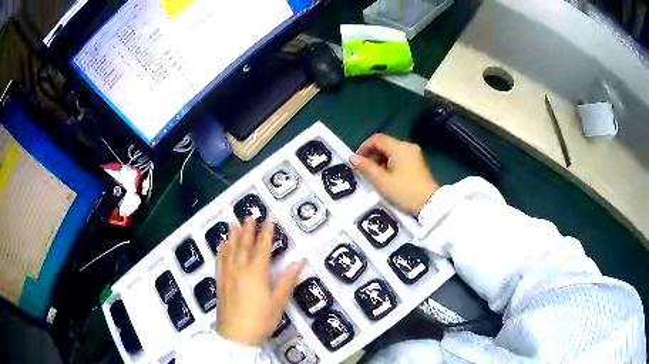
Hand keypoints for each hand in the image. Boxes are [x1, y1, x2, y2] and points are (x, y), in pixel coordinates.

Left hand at [216, 218, 303, 346]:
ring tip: (234, 223)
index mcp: (256, 273)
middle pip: (244, 245)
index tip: (269, 221)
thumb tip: (299, 262)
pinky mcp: (220, 282)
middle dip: (248, 230)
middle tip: (250, 216)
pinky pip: (219, 261)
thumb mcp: (278, 302)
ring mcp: (227, 275)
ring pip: (230, 250)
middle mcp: (240, 269)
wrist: (236, 335)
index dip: (266, 234)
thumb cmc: (261, 320)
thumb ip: (287, 281)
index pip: (262, 248)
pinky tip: (221, 244)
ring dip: (233, 236)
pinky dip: (221, 251)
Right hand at [350, 134, 438, 215]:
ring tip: (374, 175)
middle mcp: (407, 146)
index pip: (377, 139)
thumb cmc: (404, 192)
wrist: (430, 204)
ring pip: (392, 151)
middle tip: (364, 170)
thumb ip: (366, 167)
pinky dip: (390, 163)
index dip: (364, 147)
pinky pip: (399, 157)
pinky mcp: (417, 162)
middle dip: (372, 155)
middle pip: (385, 144)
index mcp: (399, 148)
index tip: (357, 161)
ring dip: (380, 160)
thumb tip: (353, 158)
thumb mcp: (381, 181)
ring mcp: (414, 154)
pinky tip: (386, 176)